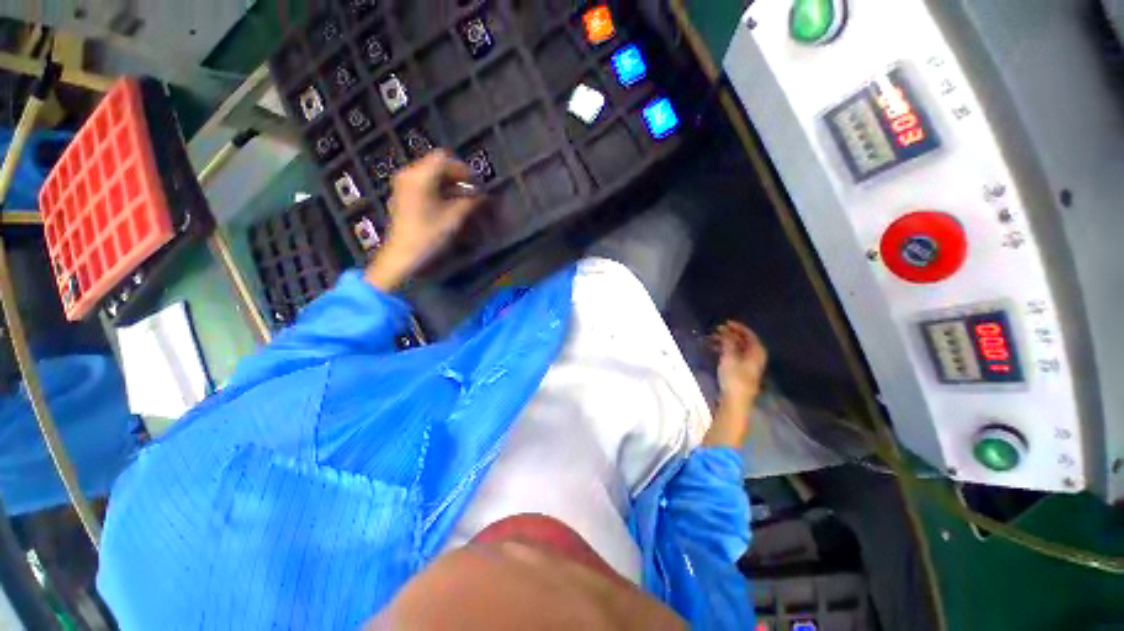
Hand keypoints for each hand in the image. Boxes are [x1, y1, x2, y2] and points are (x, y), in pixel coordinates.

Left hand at [365, 151, 483, 290]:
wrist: (403, 255)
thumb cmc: (428, 235)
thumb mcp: (453, 218)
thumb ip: (470, 202)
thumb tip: (483, 195)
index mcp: (420, 176)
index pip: (445, 159)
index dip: (463, 169)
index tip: (476, 184)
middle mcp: (409, 174)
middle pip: (437, 165)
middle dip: (457, 176)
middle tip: (472, 192)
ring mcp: (404, 184)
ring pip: (431, 174)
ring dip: (449, 183)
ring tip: (463, 199)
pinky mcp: (403, 194)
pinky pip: (424, 183)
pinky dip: (439, 189)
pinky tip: (449, 203)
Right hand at [704, 321, 767, 446]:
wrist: (736, 401)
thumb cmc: (734, 378)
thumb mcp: (729, 357)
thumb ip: (728, 343)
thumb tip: (726, 332)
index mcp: (756, 352)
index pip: (749, 334)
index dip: (737, 327)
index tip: (725, 322)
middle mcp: (755, 357)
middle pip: (744, 341)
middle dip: (730, 334)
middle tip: (716, 330)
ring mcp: (749, 365)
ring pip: (738, 348)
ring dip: (726, 342)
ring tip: (712, 339)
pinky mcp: (742, 372)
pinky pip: (735, 355)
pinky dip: (726, 350)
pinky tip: (715, 350)